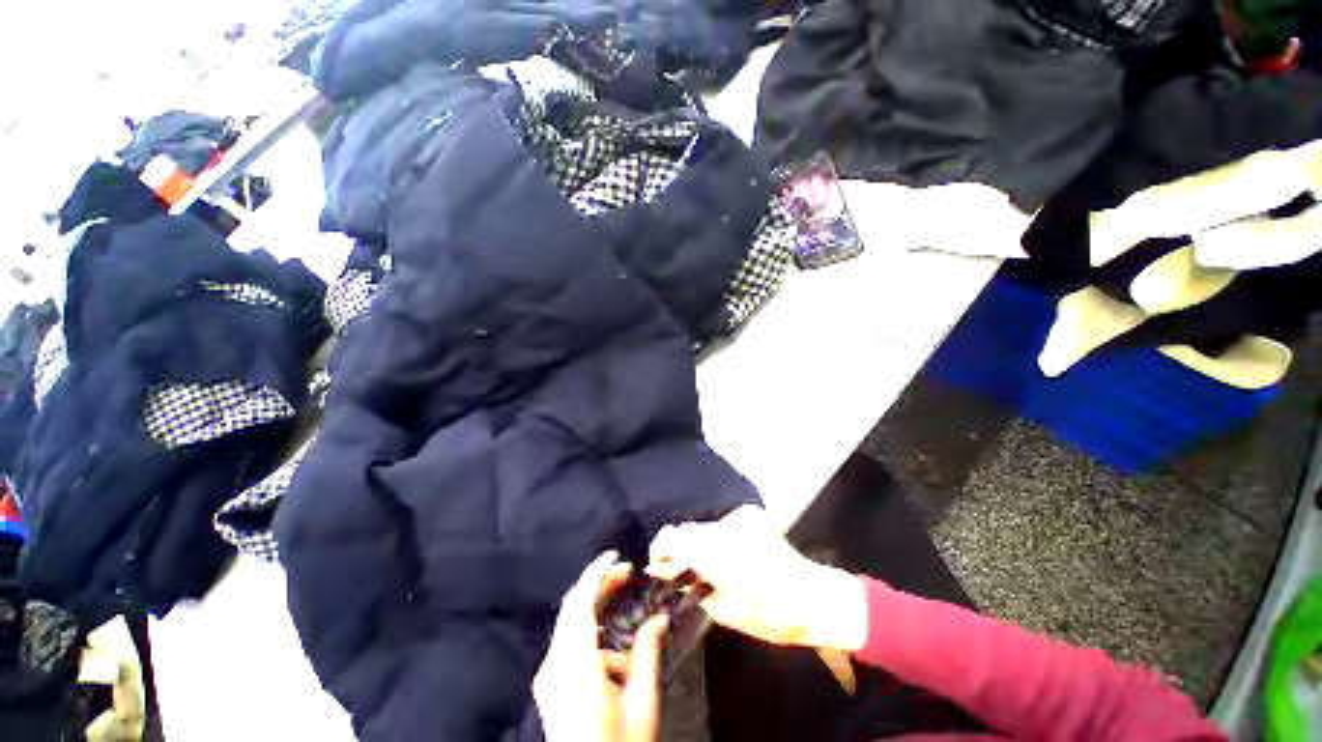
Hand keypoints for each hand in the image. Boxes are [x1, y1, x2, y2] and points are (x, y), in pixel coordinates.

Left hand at [534, 552, 666, 741]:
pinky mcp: (550, 686)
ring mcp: (549, 677)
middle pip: (573, 608)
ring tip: (622, 604)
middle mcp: (555, 665)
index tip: (615, 555)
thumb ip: (648, 653)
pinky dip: (590, 631)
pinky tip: (612, 648)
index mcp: (575, 665)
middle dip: (598, 585)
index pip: (580, 603)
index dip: (596, 573)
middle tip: (626, 574)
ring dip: (595, 607)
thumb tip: (659, 618)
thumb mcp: (641, 702)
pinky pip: (569, 643)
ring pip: (570, 623)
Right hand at [647, 506, 867, 651]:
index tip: (658, 567)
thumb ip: (693, 586)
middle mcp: (722, 526)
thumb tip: (673, 575)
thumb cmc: (768, 613)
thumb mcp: (724, 610)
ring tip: (708, 567)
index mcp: (712, 549)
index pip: (671, 537)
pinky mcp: (753, 515)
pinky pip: (725, 524)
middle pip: (687, 530)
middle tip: (681, 572)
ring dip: (701, 544)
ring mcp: (739, 517)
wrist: (812, 596)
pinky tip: (730, 556)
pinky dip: (720, 538)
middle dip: (680, 549)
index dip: (659, 550)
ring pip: (706, 527)